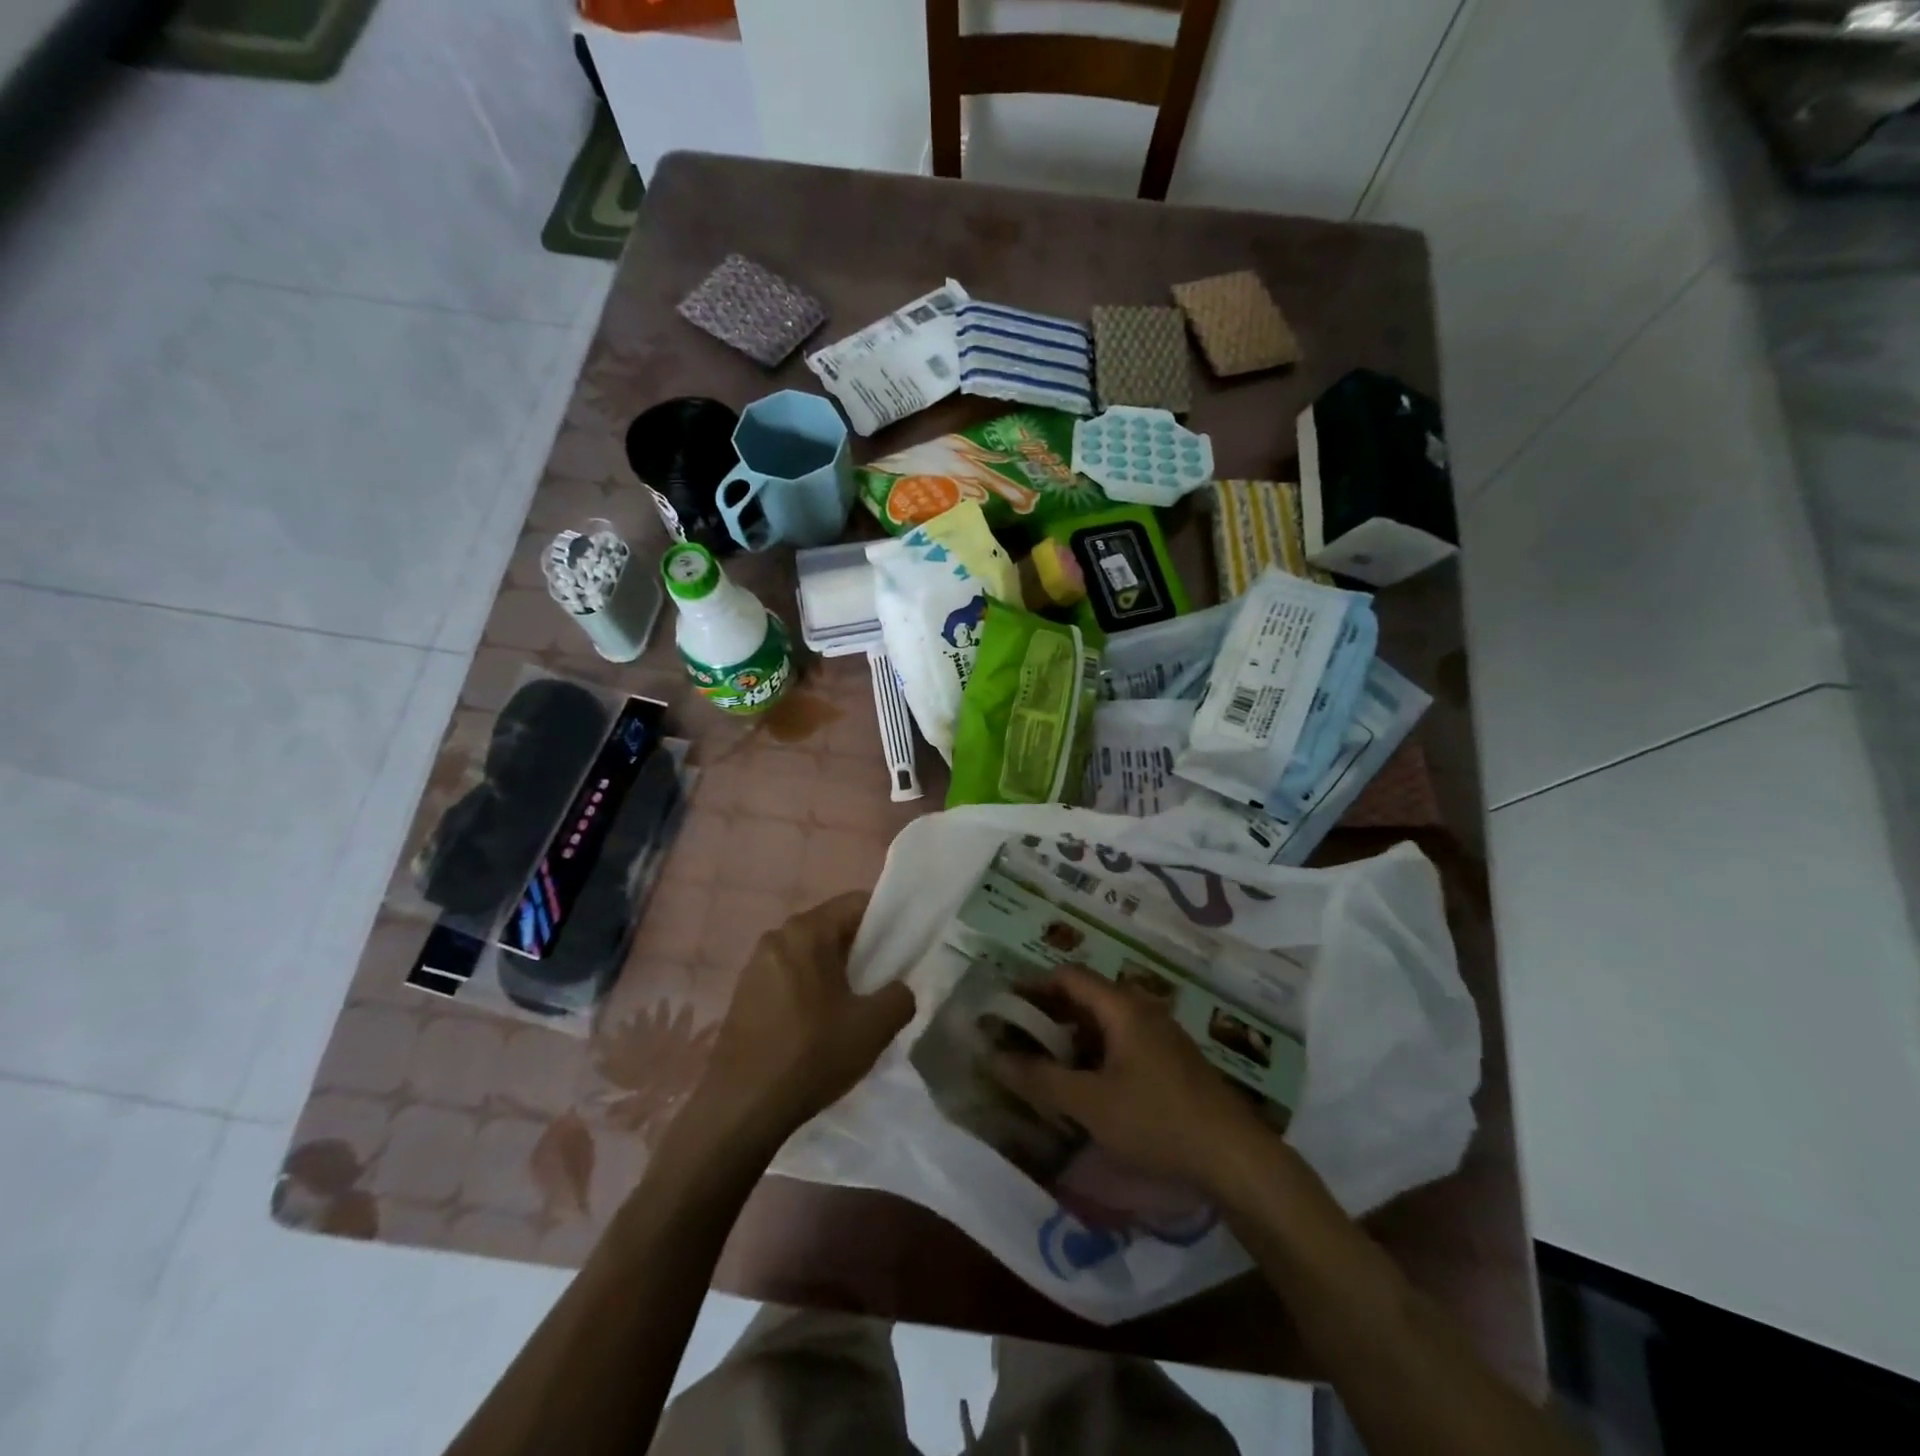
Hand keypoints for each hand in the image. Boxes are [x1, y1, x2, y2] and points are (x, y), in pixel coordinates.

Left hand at [696, 892, 914, 1144]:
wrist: (742, 1109)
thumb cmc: (811, 1056)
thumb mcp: (874, 1027)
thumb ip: (901, 996)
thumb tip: (900, 988)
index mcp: (806, 931)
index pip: (857, 903)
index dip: (887, 921)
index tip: (904, 949)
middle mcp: (777, 936)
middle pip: (832, 927)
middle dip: (861, 950)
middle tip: (883, 982)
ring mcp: (755, 965)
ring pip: (810, 954)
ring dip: (834, 972)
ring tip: (853, 1008)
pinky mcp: (744, 993)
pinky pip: (789, 975)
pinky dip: (810, 988)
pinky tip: (820, 1025)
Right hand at [989, 964, 1274, 1194]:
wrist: (1235, 1159)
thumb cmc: (1157, 1121)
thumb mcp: (1090, 1104)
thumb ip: (1040, 1079)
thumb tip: (995, 1057)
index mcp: (1122, 1007)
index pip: (1067, 977)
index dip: (1032, 987)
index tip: (1002, 1007)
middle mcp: (1141, 1011)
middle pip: (1085, 998)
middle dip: (1047, 1016)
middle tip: (1016, 1040)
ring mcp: (1159, 1036)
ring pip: (1103, 1024)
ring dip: (1070, 1039)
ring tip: (1042, 1066)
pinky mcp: (1169, 1062)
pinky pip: (1121, 1044)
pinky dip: (1093, 1055)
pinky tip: (1082, 1088)